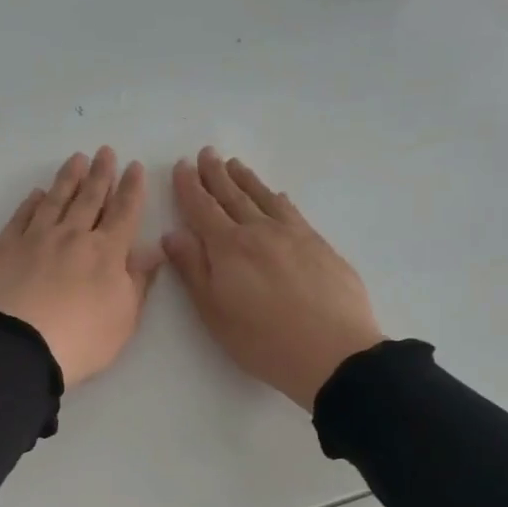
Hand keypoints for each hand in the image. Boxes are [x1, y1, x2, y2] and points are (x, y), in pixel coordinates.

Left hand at [0, 148, 164, 384]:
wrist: (19, 346)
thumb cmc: (81, 339)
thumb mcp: (124, 318)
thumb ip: (138, 281)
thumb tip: (152, 250)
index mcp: (106, 252)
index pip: (124, 213)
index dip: (131, 189)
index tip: (135, 167)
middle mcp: (72, 236)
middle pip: (89, 199)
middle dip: (100, 174)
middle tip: (105, 152)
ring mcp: (36, 238)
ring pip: (55, 200)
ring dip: (68, 179)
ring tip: (76, 159)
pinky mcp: (5, 247)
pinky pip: (21, 217)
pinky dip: (31, 203)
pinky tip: (37, 193)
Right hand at [163, 149, 383, 409]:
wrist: (334, 352)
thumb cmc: (263, 340)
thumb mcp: (214, 312)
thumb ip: (193, 269)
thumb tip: (173, 234)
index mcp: (228, 247)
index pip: (203, 209)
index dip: (190, 187)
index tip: (182, 166)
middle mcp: (259, 231)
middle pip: (233, 196)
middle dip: (216, 174)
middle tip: (207, 153)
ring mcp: (294, 235)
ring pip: (264, 198)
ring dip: (246, 180)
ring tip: (235, 164)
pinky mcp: (320, 245)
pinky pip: (292, 212)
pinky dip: (278, 199)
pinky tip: (277, 196)